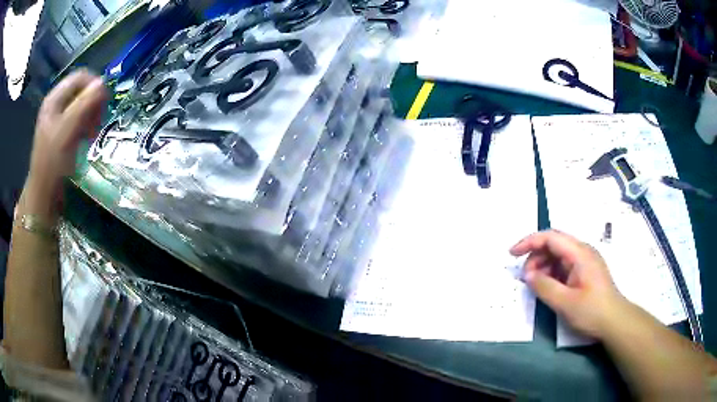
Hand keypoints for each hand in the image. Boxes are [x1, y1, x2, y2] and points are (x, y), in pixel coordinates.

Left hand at [22, 70, 106, 218]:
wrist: (44, 194)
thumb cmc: (53, 162)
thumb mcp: (68, 130)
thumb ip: (84, 104)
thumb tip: (103, 83)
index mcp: (55, 98)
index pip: (81, 77)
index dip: (94, 85)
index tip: (104, 104)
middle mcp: (56, 104)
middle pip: (81, 90)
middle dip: (93, 102)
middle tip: (98, 121)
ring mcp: (58, 119)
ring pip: (81, 106)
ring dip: (91, 115)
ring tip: (93, 132)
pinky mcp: (61, 133)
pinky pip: (78, 120)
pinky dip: (86, 126)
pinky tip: (87, 138)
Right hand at [510, 230, 627, 339]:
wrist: (615, 321)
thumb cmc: (592, 311)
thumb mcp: (565, 303)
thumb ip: (544, 287)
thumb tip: (528, 275)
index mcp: (579, 253)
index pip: (550, 237)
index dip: (529, 242)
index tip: (512, 254)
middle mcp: (582, 252)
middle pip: (554, 244)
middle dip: (536, 257)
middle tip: (526, 279)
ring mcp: (585, 261)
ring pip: (558, 255)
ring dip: (543, 267)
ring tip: (536, 286)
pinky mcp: (585, 272)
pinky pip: (564, 266)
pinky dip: (552, 274)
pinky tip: (549, 288)